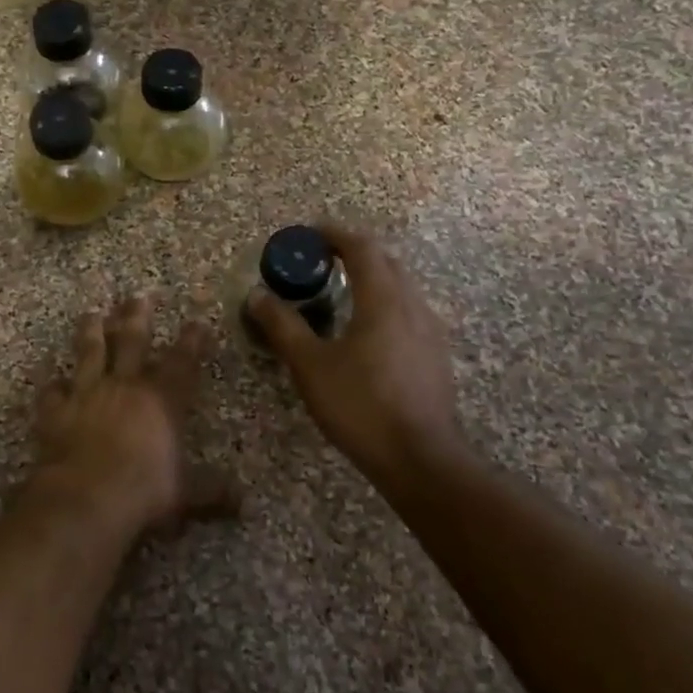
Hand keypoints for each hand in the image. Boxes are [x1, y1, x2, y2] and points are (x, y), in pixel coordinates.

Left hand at [33, 295, 236, 533]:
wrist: (86, 498)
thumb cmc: (144, 492)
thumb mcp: (187, 494)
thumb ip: (213, 491)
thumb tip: (243, 502)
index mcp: (161, 400)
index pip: (182, 362)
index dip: (192, 341)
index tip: (197, 321)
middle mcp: (124, 386)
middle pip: (132, 341)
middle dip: (136, 317)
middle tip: (137, 296)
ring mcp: (86, 394)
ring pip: (89, 352)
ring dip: (91, 331)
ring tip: (91, 314)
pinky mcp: (56, 411)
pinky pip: (51, 391)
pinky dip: (51, 383)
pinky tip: (49, 375)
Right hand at [249, 224, 466, 481]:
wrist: (420, 458)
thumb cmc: (360, 405)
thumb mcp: (310, 365)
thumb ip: (283, 326)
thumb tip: (257, 295)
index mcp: (383, 299)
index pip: (362, 247)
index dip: (334, 234)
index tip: (309, 234)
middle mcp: (412, 305)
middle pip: (385, 261)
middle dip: (353, 252)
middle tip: (320, 260)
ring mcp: (430, 330)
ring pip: (400, 286)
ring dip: (371, 277)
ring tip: (340, 291)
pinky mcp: (435, 355)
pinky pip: (408, 310)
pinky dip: (384, 302)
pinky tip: (366, 330)